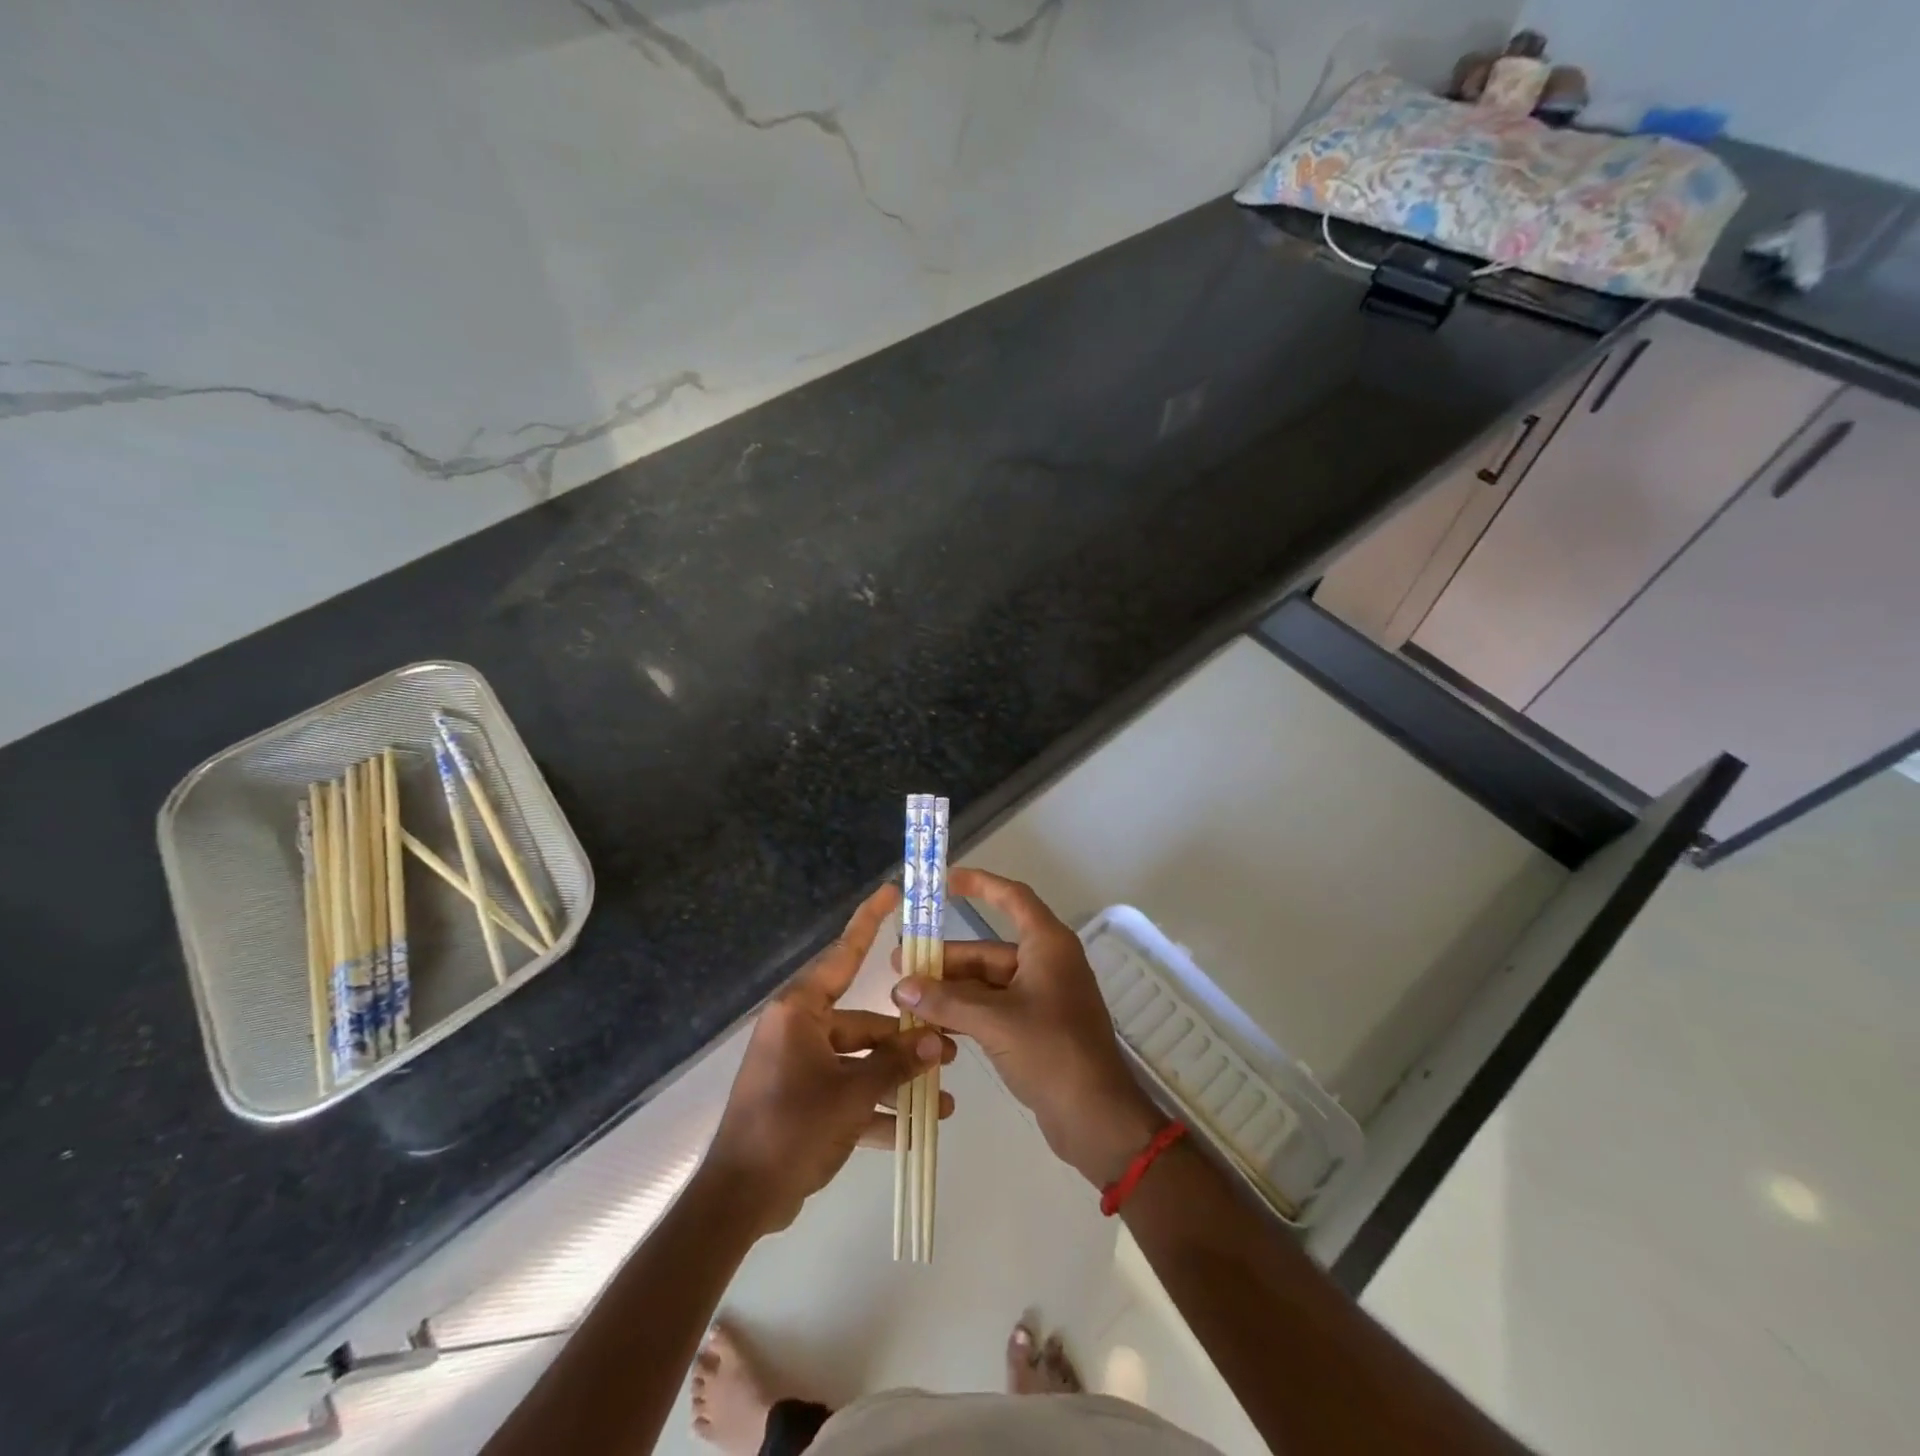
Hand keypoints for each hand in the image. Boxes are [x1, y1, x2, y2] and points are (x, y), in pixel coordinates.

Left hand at [704, 882, 954, 1234]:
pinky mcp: (802, 1102)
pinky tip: (915, 1131)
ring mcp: (800, 1067)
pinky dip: (876, 1110)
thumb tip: (938, 1040)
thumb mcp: (852, 1093)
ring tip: (945, 1099)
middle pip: (864, 1022)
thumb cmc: (791, 1127)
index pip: (843, 955)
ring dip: (898, 1080)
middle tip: (950, 1050)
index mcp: (801, 1011)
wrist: (738, 1201)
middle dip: (906, 1040)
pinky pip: (847, 1094)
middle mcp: (800, 1030)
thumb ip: (897, 1064)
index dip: (869, 921)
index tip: (891, 891)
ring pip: (860, 1062)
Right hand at [893, 867, 1162, 1186]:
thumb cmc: (1052, 1052)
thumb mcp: (995, 1021)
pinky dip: (965, 1013)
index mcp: (1048, 945)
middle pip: (988, 949)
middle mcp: (1046, 964)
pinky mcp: (1035, 1028)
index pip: (1012, 898)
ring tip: (906, 997)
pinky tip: (931, 1023)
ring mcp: (1041, 997)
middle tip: (900, 964)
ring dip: (950, 989)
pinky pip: (993, 1009)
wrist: (1096, 1117)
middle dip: (946, 958)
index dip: (981, 884)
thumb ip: (946, 1001)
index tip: (946, 880)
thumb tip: (901, 986)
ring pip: (987, 982)